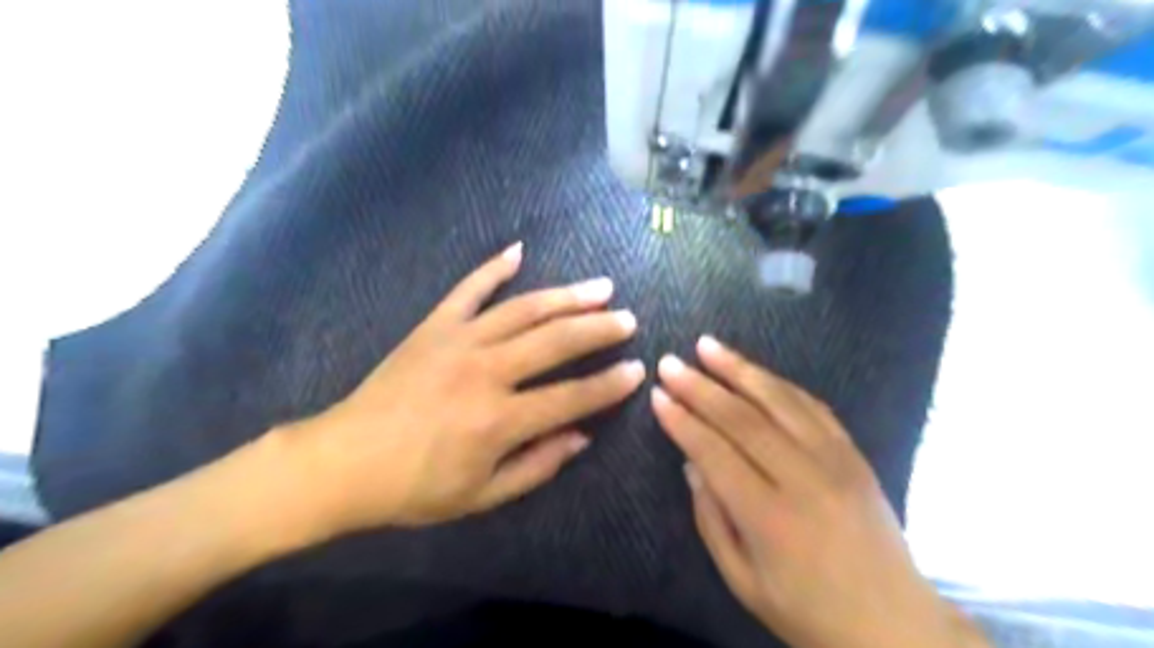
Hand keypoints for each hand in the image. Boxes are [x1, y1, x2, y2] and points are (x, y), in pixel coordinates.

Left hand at [277, 244, 643, 534]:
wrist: (344, 461)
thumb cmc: (415, 487)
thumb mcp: (482, 495)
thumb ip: (537, 465)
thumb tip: (581, 436)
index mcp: (499, 420)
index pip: (571, 396)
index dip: (609, 386)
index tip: (637, 370)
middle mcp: (486, 371)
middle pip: (555, 341)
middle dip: (599, 328)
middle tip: (628, 319)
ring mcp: (458, 341)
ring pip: (524, 310)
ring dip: (566, 296)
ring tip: (600, 286)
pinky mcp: (434, 326)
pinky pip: (468, 289)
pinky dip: (493, 268)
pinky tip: (518, 251)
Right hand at [654, 336, 987, 646]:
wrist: (894, 624)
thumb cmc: (809, 612)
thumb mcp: (744, 581)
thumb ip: (712, 519)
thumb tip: (692, 464)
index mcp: (770, 518)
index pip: (715, 452)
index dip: (682, 421)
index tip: (658, 395)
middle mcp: (803, 478)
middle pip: (743, 418)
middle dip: (700, 386)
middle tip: (671, 362)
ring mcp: (835, 460)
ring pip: (779, 400)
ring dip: (739, 369)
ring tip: (708, 346)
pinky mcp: (854, 454)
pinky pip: (813, 406)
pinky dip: (779, 384)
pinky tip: (756, 371)